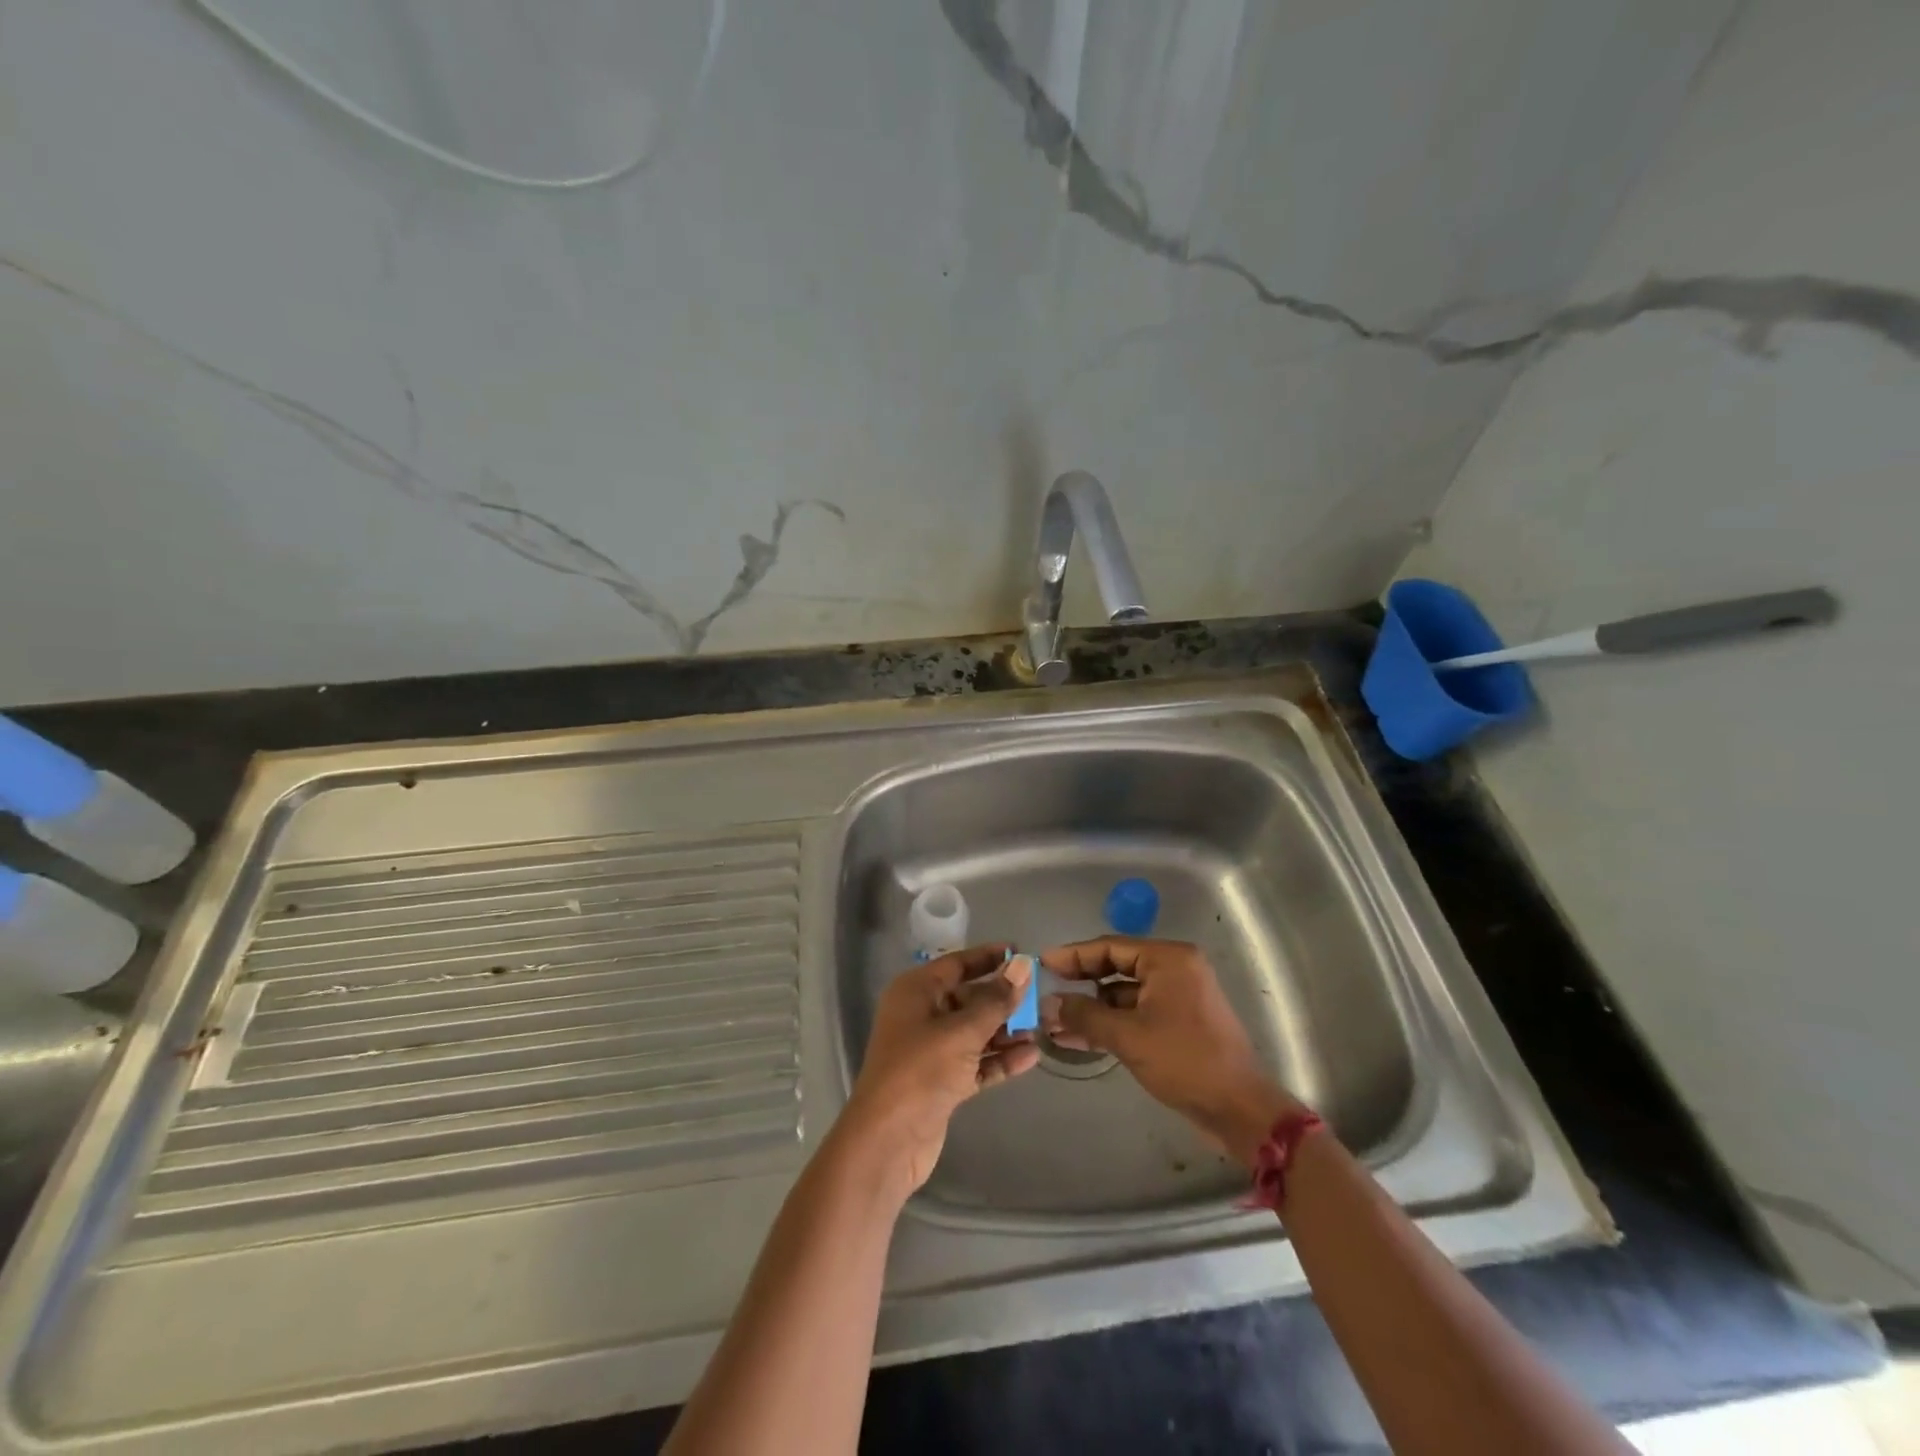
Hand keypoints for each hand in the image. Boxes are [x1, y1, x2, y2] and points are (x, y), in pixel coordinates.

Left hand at [838, 946, 1038, 1194]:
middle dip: (1002, 999)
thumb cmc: (920, 1070)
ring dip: (1005, 1031)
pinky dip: (999, 1059)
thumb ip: (996, 1000)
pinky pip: (976, 1061)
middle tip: (1040, 998)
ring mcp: (931, 1050)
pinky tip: (1031, 1057)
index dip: (988, 957)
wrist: (888, 1141)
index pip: (956, 964)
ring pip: (974, 1031)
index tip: (1021, 953)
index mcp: (915, 992)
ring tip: (1042, 1029)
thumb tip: (1023, 966)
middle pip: (968, 998)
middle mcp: (921, 1015)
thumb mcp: (962, 1031)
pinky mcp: (942, 1082)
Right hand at [1040, 937, 1304, 1164]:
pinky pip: (1135, 1014)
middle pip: (1116, 968)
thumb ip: (1085, 1015)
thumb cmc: (1184, 1061)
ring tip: (1053, 1022)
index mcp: (1168, 959)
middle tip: (1045, 990)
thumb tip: (1048, 1004)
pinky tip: (1076, 1038)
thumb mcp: (1128, 1036)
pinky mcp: (1177, 1023)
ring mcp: (1177, 997)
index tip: (1043, 962)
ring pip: (1122, 995)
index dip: (1073, 955)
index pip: (1110, 947)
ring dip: (1091, 1009)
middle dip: (1080, 984)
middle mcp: (1174, 969)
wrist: (1238, 1109)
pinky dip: (1109, 1024)